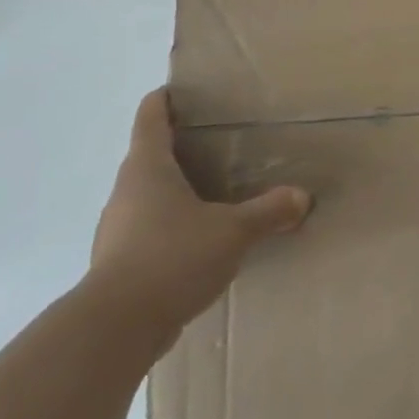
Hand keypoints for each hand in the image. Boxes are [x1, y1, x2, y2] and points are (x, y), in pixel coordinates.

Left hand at [88, 88, 310, 337]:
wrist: (117, 327)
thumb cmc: (173, 257)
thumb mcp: (233, 231)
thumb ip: (268, 211)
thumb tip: (301, 197)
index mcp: (147, 168)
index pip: (150, 117)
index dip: (165, 100)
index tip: (183, 91)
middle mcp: (126, 191)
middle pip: (149, 156)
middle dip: (180, 148)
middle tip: (219, 145)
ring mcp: (118, 228)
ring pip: (149, 196)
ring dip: (177, 191)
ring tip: (216, 194)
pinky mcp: (120, 262)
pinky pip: (150, 231)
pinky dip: (173, 227)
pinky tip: (201, 242)